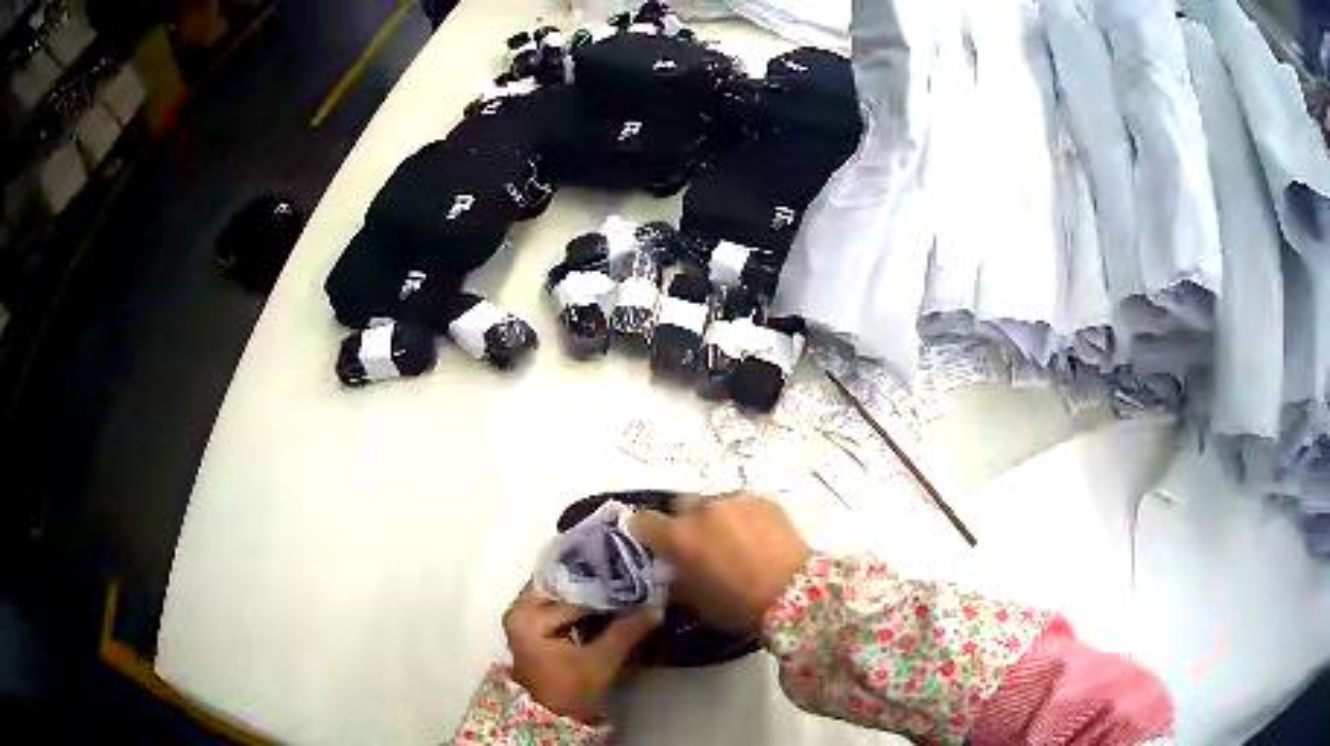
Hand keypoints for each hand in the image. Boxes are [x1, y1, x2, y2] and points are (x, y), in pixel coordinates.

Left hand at [504, 585, 660, 723]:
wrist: (554, 717)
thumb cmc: (570, 690)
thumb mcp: (600, 661)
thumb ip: (625, 632)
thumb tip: (655, 608)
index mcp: (526, 616)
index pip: (572, 595)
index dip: (604, 590)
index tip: (634, 583)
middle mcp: (520, 611)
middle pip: (564, 590)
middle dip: (596, 587)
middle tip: (631, 581)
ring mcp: (525, 619)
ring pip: (564, 598)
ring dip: (591, 597)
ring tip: (624, 591)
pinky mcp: (534, 628)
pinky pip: (561, 608)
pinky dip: (582, 608)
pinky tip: (608, 606)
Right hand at [629, 494, 811, 633]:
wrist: (796, 593)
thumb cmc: (739, 605)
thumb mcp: (696, 603)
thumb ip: (675, 582)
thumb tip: (668, 573)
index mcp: (679, 537)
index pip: (643, 522)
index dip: (644, 532)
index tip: (651, 543)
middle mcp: (702, 510)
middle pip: (681, 508)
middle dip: (686, 524)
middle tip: (699, 546)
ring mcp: (735, 500)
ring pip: (715, 504)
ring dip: (716, 520)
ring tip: (734, 542)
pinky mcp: (763, 499)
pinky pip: (743, 505)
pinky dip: (743, 518)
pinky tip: (757, 538)